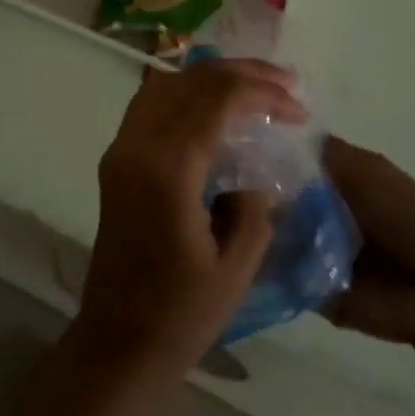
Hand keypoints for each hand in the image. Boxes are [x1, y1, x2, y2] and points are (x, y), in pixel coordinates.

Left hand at [74, 59, 306, 382]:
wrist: (118, 341)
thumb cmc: (182, 313)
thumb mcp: (238, 263)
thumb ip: (254, 204)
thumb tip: (254, 173)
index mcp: (167, 170)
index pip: (217, 99)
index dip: (264, 93)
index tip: (299, 111)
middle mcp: (136, 147)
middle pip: (190, 80)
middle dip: (242, 74)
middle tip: (285, 84)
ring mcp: (119, 152)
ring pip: (165, 84)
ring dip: (211, 78)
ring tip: (255, 87)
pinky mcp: (115, 162)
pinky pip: (150, 105)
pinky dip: (185, 94)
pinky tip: (214, 108)